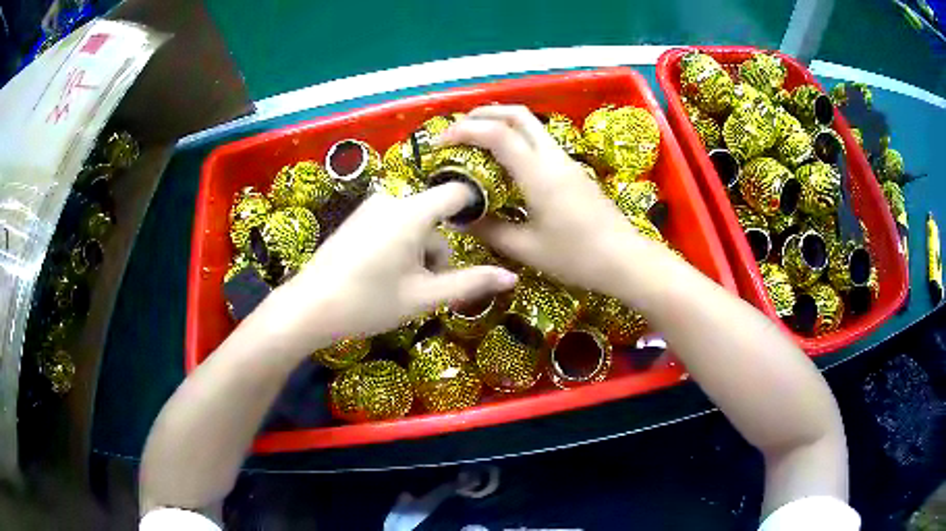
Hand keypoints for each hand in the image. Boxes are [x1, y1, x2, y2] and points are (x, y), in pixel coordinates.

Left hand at [270, 183, 517, 349]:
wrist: (308, 307)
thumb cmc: (368, 302)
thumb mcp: (423, 296)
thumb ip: (470, 283)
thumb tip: (512, 277)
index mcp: (412, 211)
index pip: (458, 192)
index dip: (477, 208)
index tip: (486, 233)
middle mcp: (392, 199)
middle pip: (434, 216)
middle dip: (439, 249)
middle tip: (426, 287)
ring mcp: (371, 207)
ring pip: (413, 223)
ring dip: (419, 251)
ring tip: (401, 286)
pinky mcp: (357, 218)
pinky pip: (393, 224)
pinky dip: (399, 246)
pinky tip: (382, 275)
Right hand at [439, 105, 670, 299]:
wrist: (625, 259)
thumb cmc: (576, 256)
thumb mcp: (526, 249)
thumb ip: (489, 231)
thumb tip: (460, 220)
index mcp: (538, 173)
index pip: (496, 134)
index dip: (464, 131)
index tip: (441, 143)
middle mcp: (553, 157)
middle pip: (517, 114)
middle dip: (483, 114)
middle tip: (457, 130)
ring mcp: (566, 160)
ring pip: (531, 124)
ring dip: (501, 122)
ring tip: (476, 141)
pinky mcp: (574, 170)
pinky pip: (540, 141)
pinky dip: (516, 138)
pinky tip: (505, 160)